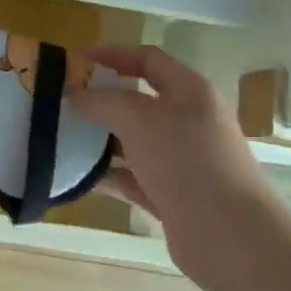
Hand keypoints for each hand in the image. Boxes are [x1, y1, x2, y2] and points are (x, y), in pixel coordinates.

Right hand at [70, 45, 278, 290]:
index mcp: (190, 91)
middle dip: (100, 99)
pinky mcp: (172, 195)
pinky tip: (78, 176)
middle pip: (138, 100)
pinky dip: (108, 174)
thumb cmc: (186, 161)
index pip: (148, 59)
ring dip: (100, 138)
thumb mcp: (138, 119)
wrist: (229, 236)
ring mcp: (181, 160)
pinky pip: (132, 176)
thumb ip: (102, 101)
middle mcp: (188, 121)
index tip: (74, 61)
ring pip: (132, 140)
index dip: (111, 54)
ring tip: (61, 137)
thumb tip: (76, 94)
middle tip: (62, 102)